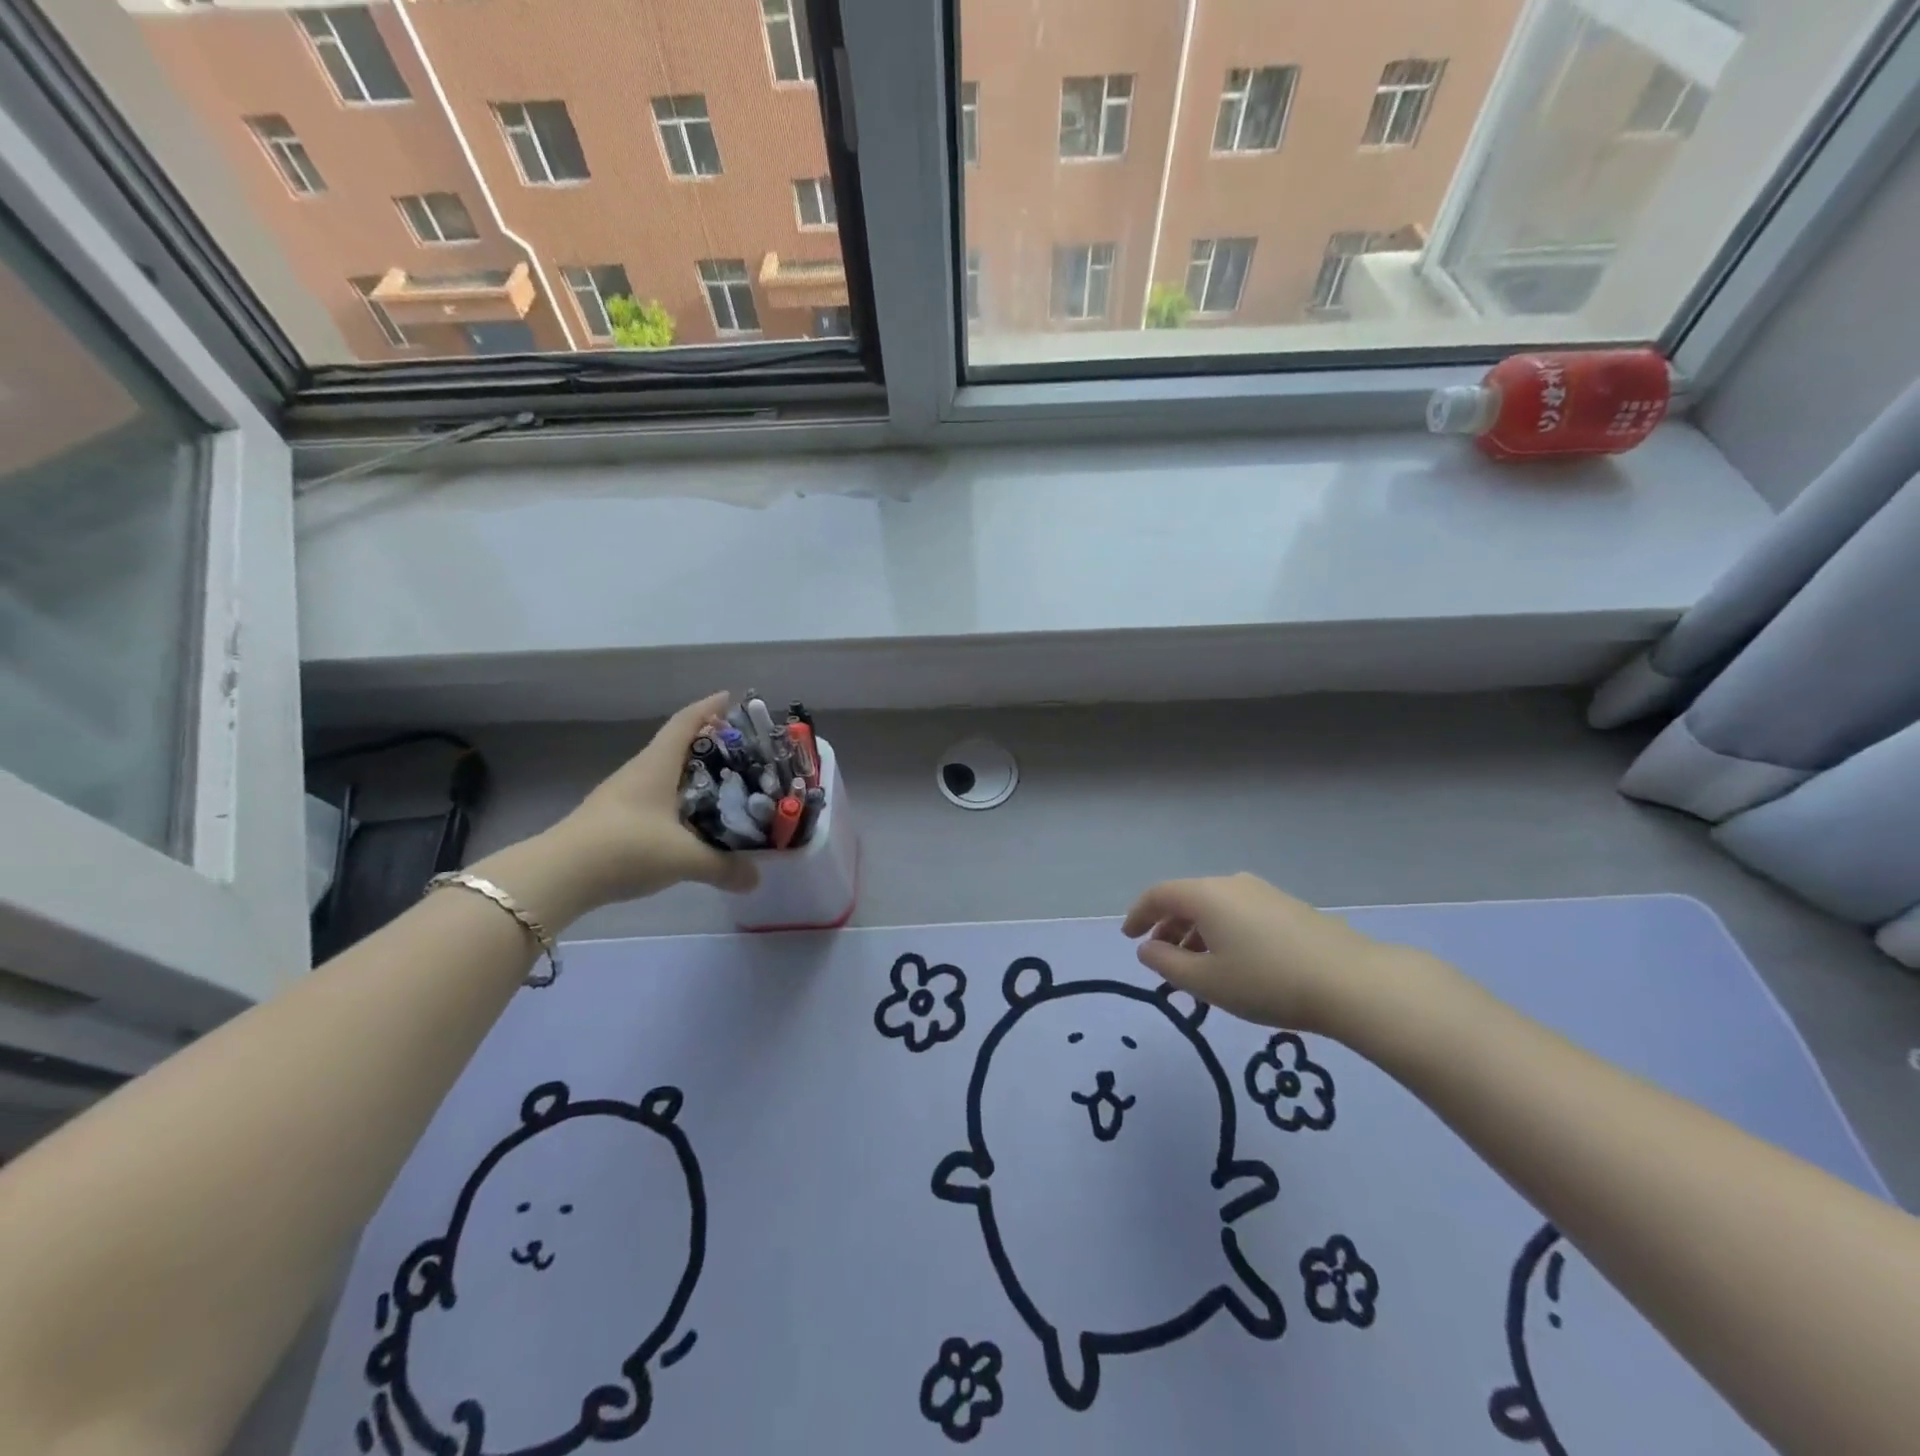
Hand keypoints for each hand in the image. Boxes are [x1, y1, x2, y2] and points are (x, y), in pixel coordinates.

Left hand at [544, 692, 758, 907]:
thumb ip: (724, 866)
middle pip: (678, 746)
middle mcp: (640, 772)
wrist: (558, 876)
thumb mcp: (684, 858)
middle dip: (710, 743)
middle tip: (744, 752)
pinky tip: (693, 820)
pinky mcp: (615, 819)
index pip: (686, 722)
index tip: (733, 698)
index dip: (709, 707)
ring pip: (666, 774)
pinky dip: (680, 800)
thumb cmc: (626, 847)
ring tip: (727, 786)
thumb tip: (757, 879)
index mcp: (657, 765)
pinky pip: (657, 798)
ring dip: (694, 774)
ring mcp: (623, 795)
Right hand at [1121, 873, 1423, 1035]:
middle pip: (1187, 898)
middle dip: (1168, 927)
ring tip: (1195, 969)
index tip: (1128, 937)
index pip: (1159, 894)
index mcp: (1206, 895)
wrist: (1352, 982)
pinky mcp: (1288, 908)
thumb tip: (1147, 948)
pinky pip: (1239, 914)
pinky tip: (1232, 964)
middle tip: (1159, 957)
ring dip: (1196, 933)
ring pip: (1215, 907)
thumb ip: (1167, 964)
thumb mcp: (1206, 982)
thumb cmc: (1267, 982)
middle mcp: (1231, 884)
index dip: (1138, 914)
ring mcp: (1263, 893)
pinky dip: (1222, 933)